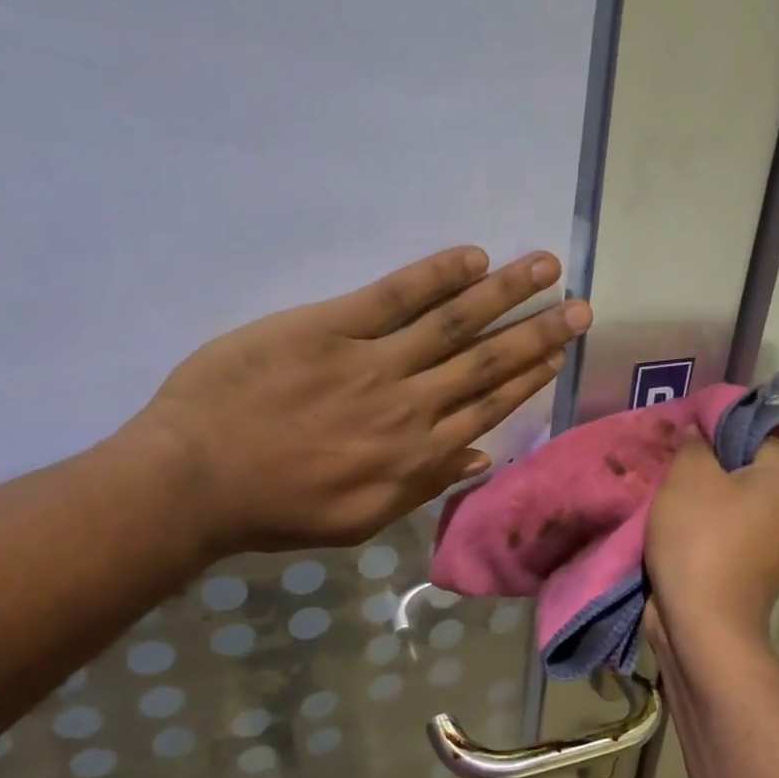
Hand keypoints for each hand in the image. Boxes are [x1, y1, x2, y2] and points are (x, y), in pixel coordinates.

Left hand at [127, 246, 591, 555]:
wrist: (197, 480)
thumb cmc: (278, 509)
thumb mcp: (362, 519)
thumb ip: (424, 486)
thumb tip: (479, 456)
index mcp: (418, 455)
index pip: (489, 407)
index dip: (530, 377)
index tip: (560, 353)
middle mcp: (411, 404)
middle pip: (487, 361)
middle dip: (539, 332)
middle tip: (582, 307)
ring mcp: (372, 361)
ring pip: (454, 323)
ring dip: (506, 293)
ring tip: (545, 267)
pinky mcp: (329, 326)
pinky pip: (394, 295)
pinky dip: (436, 275)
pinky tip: (473, 258)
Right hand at [645, 438, 778, 640]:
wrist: (704, 625)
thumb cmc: (702, 539)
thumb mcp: (689, 475)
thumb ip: (695, 442)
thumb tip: (700, 432)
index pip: (749, 436)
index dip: (709, 440)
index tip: (678, 454)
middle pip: (746, 471)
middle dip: (708, 473)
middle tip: (672, 481)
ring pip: (738, 504)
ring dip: (706, 504)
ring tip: (672, 509)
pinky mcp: (766, 570)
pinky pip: (736, 533)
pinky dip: (711, 531)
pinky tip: (682, 535)